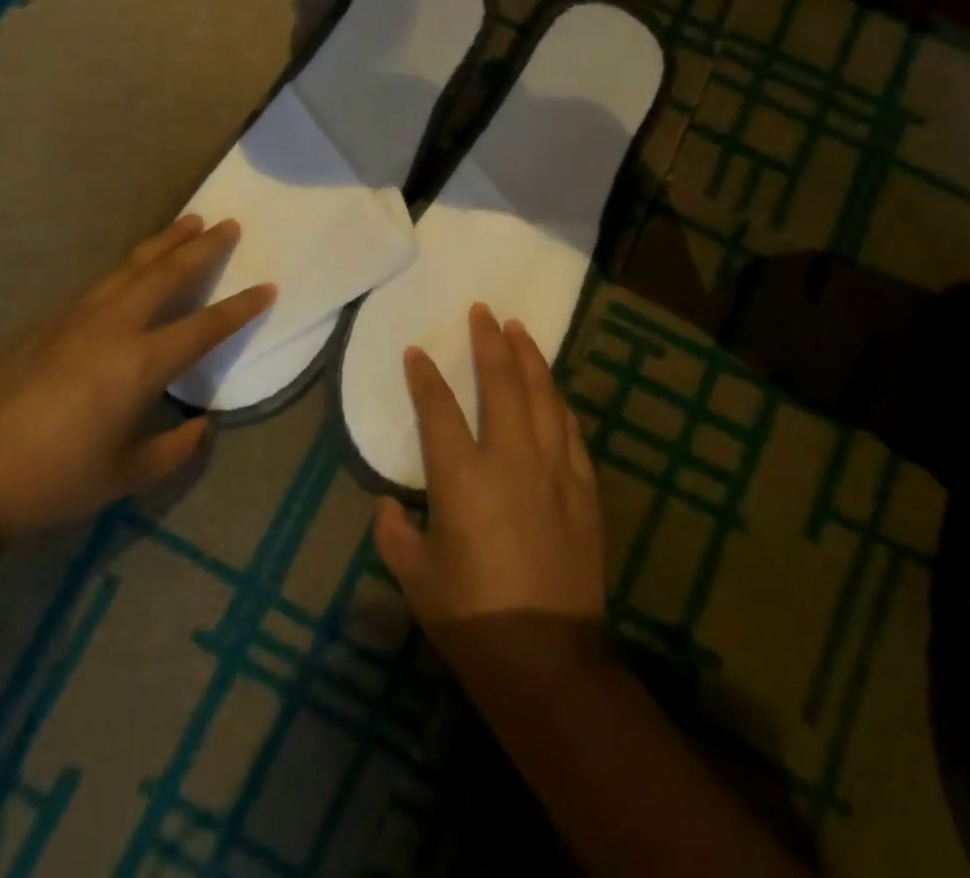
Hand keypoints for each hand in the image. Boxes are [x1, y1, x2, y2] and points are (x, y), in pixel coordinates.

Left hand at [0, 215, 273, 542]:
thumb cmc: (55, 479)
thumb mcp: (127, 474)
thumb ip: (174, 448)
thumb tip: (201, 426)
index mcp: (142, 363)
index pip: (206, 326)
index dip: (242, 307)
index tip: (268, 286)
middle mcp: (114, 327)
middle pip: (168, 274)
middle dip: (203, 247)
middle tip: (228, 223)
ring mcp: (76, 318)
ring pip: (130, 267)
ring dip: (164, 243)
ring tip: (187, 221)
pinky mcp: (46, 323)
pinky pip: (99, 283)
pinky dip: (126, 266)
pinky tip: (130, 268)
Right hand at [373, 303, 606, 634]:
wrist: (548, 657)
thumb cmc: (472, 619)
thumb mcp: (416, 579)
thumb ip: (394, 533)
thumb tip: (387, 504)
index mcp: (462, 477)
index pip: (438, 408)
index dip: (424, 376)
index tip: (417, 351)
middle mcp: (510, 457)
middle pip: (500, 382)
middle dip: (489, 341)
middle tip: (483, 311)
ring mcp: (553, 467)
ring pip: (542, 394)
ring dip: (529, 357)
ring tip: (519, 329)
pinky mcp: (583, 485)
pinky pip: (569, 429)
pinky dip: (557, 401)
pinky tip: (552, 389)